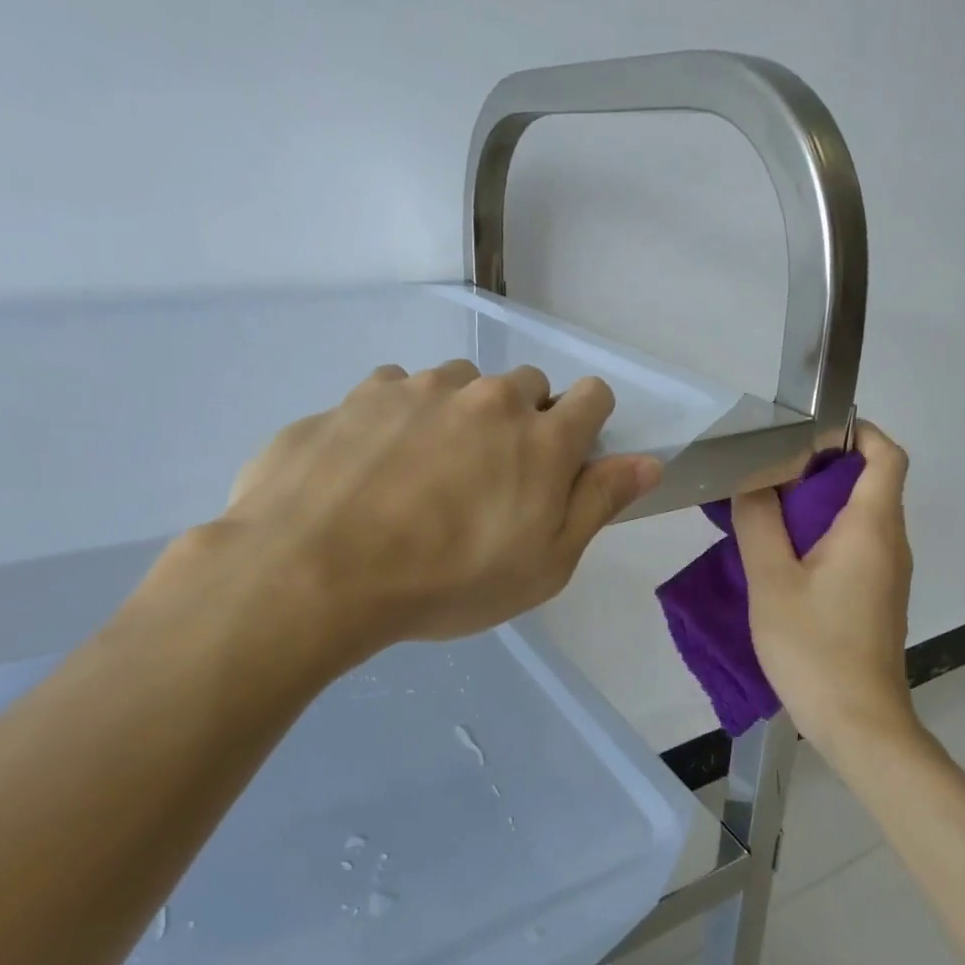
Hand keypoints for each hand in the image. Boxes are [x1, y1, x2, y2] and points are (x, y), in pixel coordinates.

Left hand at [140, 360, 660, 679]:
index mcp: (542, 437)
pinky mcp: (361, 394)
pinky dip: (402, 416)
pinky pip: (398, 389)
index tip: (566, 461)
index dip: (588, 424)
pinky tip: (375, 464)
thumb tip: (648, 461)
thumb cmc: (448, 581)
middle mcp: (487, 397)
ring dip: (461, 414)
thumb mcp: (544, 564)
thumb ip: (599, 503)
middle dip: (524, 421)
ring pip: (461, 383)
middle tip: (492, 480)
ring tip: (428, 472)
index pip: (593, 396)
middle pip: (527, 385)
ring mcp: (420, 387)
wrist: (316, 571)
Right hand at [734, 422, 915, 754]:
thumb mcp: (771, 581)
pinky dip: (826, 536)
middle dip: (824, 469)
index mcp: (872, 528)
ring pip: (862, 517)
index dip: (857, 433)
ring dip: (821, 505)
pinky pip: (858, 547)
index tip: (811, 435)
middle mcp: (891, 543)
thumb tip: (754, 482)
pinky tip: (786, 559)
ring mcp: (889, 574)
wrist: (858, 722)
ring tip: (769, 515)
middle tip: (771, 477)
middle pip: (871, 483)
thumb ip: (759, 523)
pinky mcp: (879, 598)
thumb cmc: (814, 648)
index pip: (886, 456)